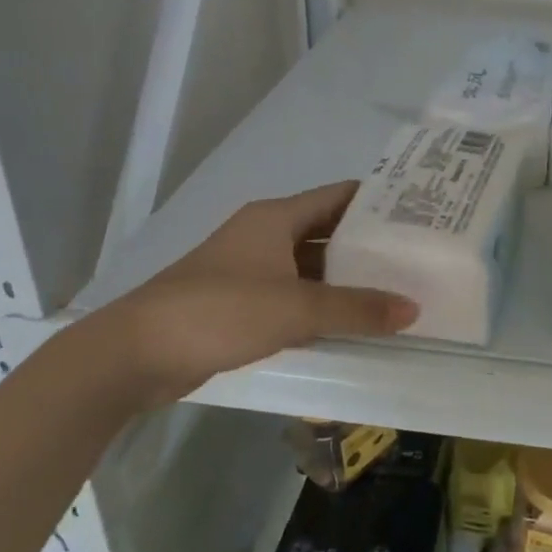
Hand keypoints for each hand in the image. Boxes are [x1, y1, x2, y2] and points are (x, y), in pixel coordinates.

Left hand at [93, 181, 417, 405]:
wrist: (133, 355)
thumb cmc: (219, 311)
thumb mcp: (295, 308)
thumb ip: (356, 308)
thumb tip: (413, 309)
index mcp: (276, 217)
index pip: (339, 196)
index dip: (378, 200)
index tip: (419, 210)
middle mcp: (265, 234)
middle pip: (327, 230)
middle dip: (367, 243)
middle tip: (415, 255)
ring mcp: (249, 268)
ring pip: (310, 265)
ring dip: (344, 277)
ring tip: (393, 287)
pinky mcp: (239, 302)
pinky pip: (292, 293)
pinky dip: (319, 302)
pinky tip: (348, 319)